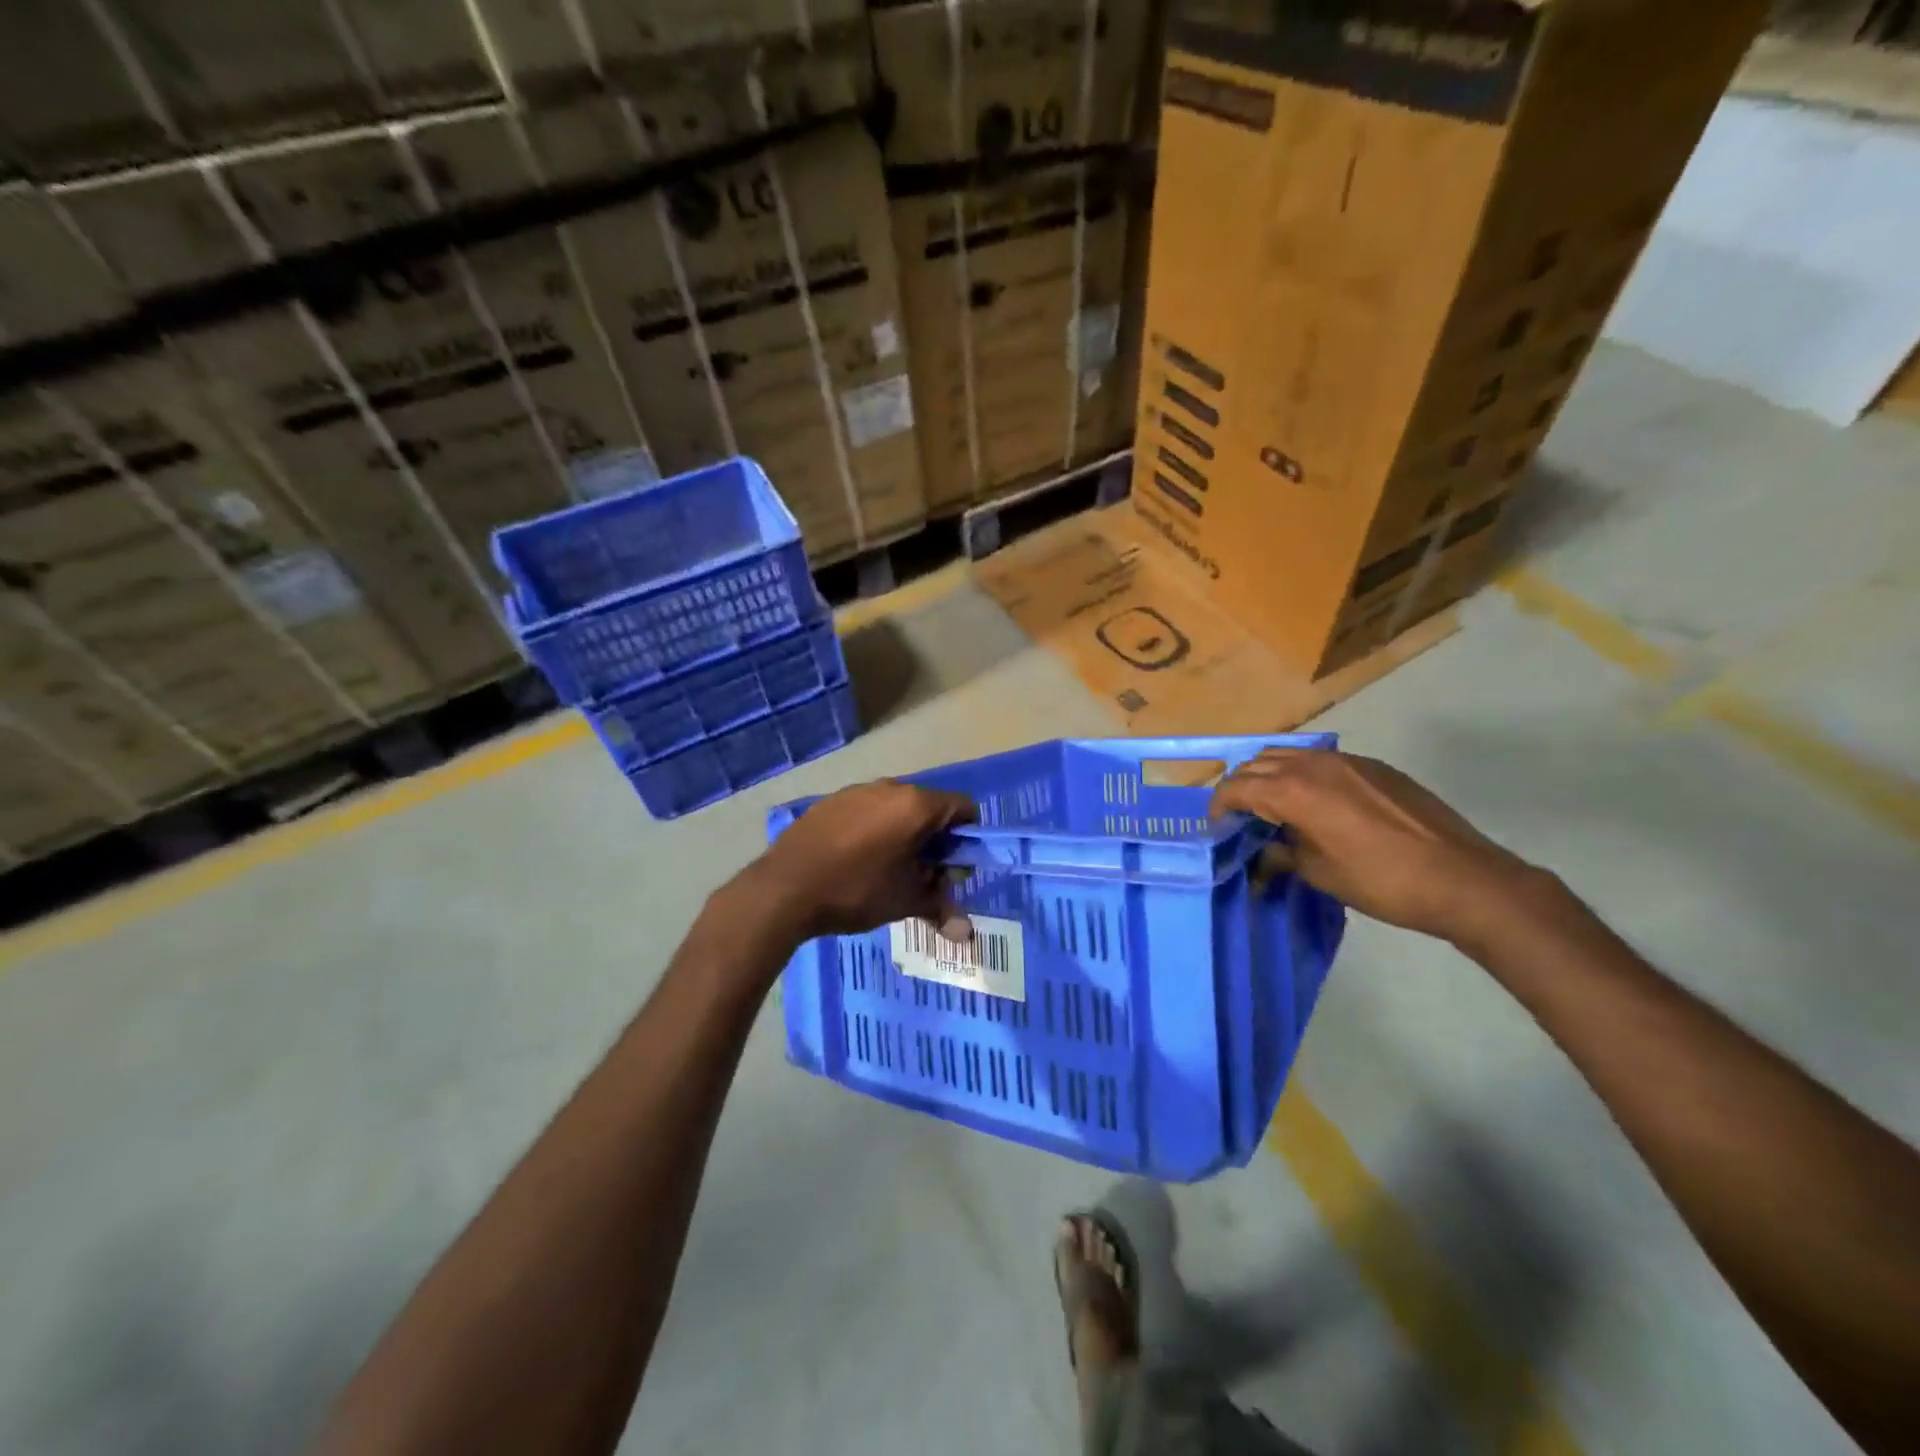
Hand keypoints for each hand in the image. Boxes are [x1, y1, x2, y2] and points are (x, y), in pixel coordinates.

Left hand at [746, 780, 977, 941]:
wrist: (784, 888)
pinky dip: (875, 829)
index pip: (964, 808)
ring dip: (904, 834)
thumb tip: (966, 933)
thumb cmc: (855, 891)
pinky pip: (867, 810)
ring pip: (897, 808)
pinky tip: (856, 860)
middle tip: (923, 875)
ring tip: (888, 869)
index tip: (953, 868)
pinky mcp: (831, 801)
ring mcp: (857, 790)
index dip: (967, 838)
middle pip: (930, 807)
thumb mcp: (904, 902)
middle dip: (935, 839)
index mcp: (916, 805)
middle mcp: (890, 787)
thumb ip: (940, 907)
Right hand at [1210, 749, 1544, 944]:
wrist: (1463, 878)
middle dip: (1241, 787)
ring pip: (1290, 755)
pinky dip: (1303, 775)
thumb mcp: (1320, 874)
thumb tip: (1262, 855)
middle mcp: (1314, 764)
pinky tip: (1316, 804)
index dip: (1219, 805)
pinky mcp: (1374, 767)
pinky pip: (1322, 761)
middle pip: (1258, 763)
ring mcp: (1348, 761)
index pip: (1237, 786)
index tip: (1217, 826)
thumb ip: (1282, 855)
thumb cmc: (1381, 881)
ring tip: (1274, 807)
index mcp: (1294, 790)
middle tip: (1241, 818)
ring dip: (1271, 776)